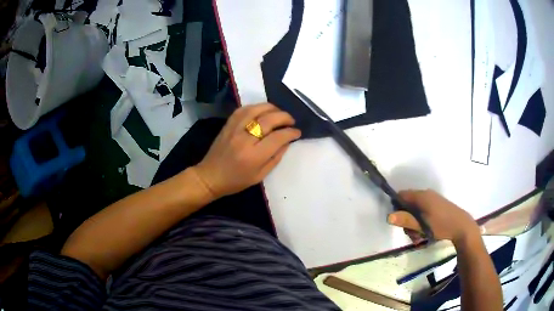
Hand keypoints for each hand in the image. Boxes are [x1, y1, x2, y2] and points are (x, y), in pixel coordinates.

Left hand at [193, 103, 300, 199]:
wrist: (210, 176)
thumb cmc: (236, 181)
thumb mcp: (260, 176)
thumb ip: (276, 157)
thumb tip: (287, 141)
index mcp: (254, 156)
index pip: (278, 137)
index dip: (291, 132)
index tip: (297, 132)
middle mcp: (245, 139)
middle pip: (269, 120)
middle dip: (285, 117)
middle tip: (291, 121)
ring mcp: (235, 129)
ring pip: (256, 109)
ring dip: (272, 108)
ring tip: (279, 113)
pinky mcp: (228, 124)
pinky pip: (244, 109)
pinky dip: (256, 107)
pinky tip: (263, 110)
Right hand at [387, 190, 480, 245]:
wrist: (462, 226)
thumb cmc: (441, 225)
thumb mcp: (422, 225)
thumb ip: (405, 220)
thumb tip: (388, 216)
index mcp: (421, 196)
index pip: (401, 195)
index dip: (396, 207)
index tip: (398, 222)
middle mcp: (426, 194)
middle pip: (408, 205)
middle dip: (407, 221)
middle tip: (412, 234)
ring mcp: (432, 199)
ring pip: (416, 211)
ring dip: (414, 225)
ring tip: (419, 237)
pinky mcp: (437, 206)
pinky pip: (423, 212)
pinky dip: (421, 222)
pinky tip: (425, 233)